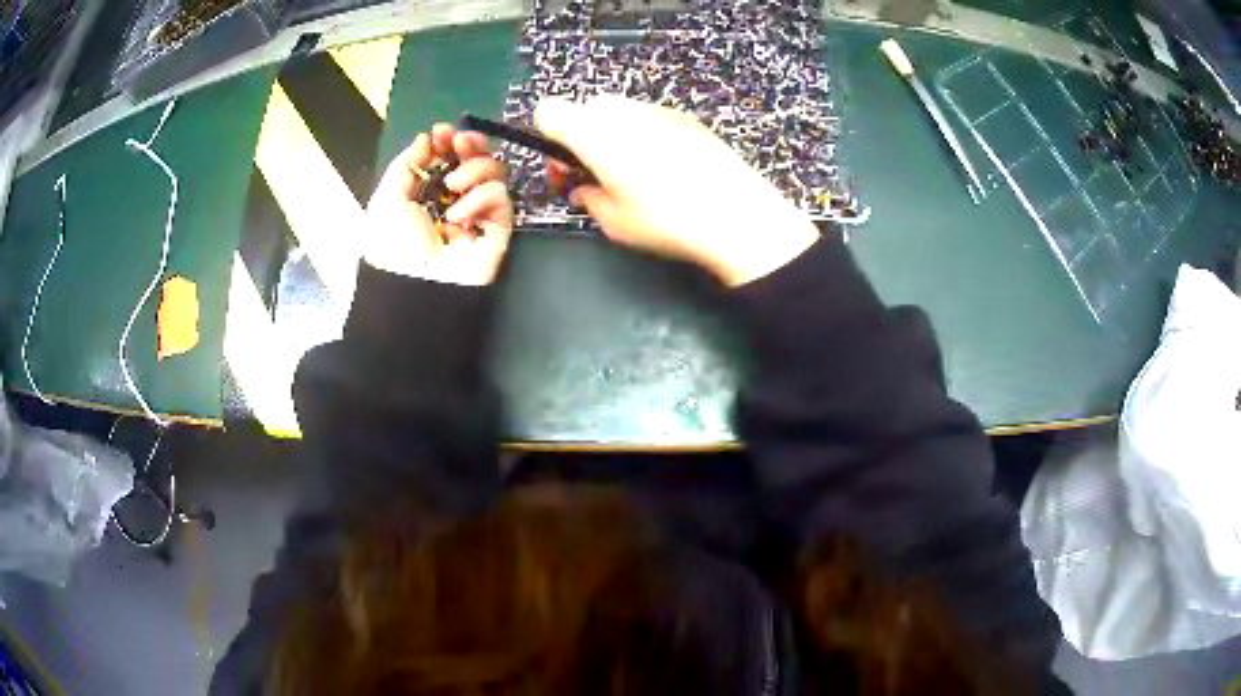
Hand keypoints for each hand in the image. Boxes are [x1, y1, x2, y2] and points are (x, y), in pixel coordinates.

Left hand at [364, 124, 513, 285]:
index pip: (446, 158)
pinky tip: (460, 215)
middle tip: (461, 143)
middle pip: (475, 159)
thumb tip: (427, 138)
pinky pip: (501, 199)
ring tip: (454, 186)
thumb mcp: (386, 198)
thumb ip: (407, 163)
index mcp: (426, 193)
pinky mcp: (497, 229)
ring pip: (494, 173)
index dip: (447, 141)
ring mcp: (477, 213)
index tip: (443, 132)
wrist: (413, 288)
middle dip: (470, 145)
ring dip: (475, 169)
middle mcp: (453, 199)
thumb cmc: (392, 244)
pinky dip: (482, 198)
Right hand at [535, 95, 819, 286]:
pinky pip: (648, 117)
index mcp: (593, 134)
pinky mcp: (684, 117)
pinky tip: (665, 167)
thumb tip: (585, 189)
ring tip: (634, 173)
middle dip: (582, 136)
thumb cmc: (667, 221)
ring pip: (618, 111)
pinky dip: (643, 133)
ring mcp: (656, 109)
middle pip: (585, 108)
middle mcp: (621, 112)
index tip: (565, 166)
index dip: (548, 137)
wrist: (736, 214)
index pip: (548, 112)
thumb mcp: (613, 222)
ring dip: (613, 134)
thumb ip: (587, 198)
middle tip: (596, 173)